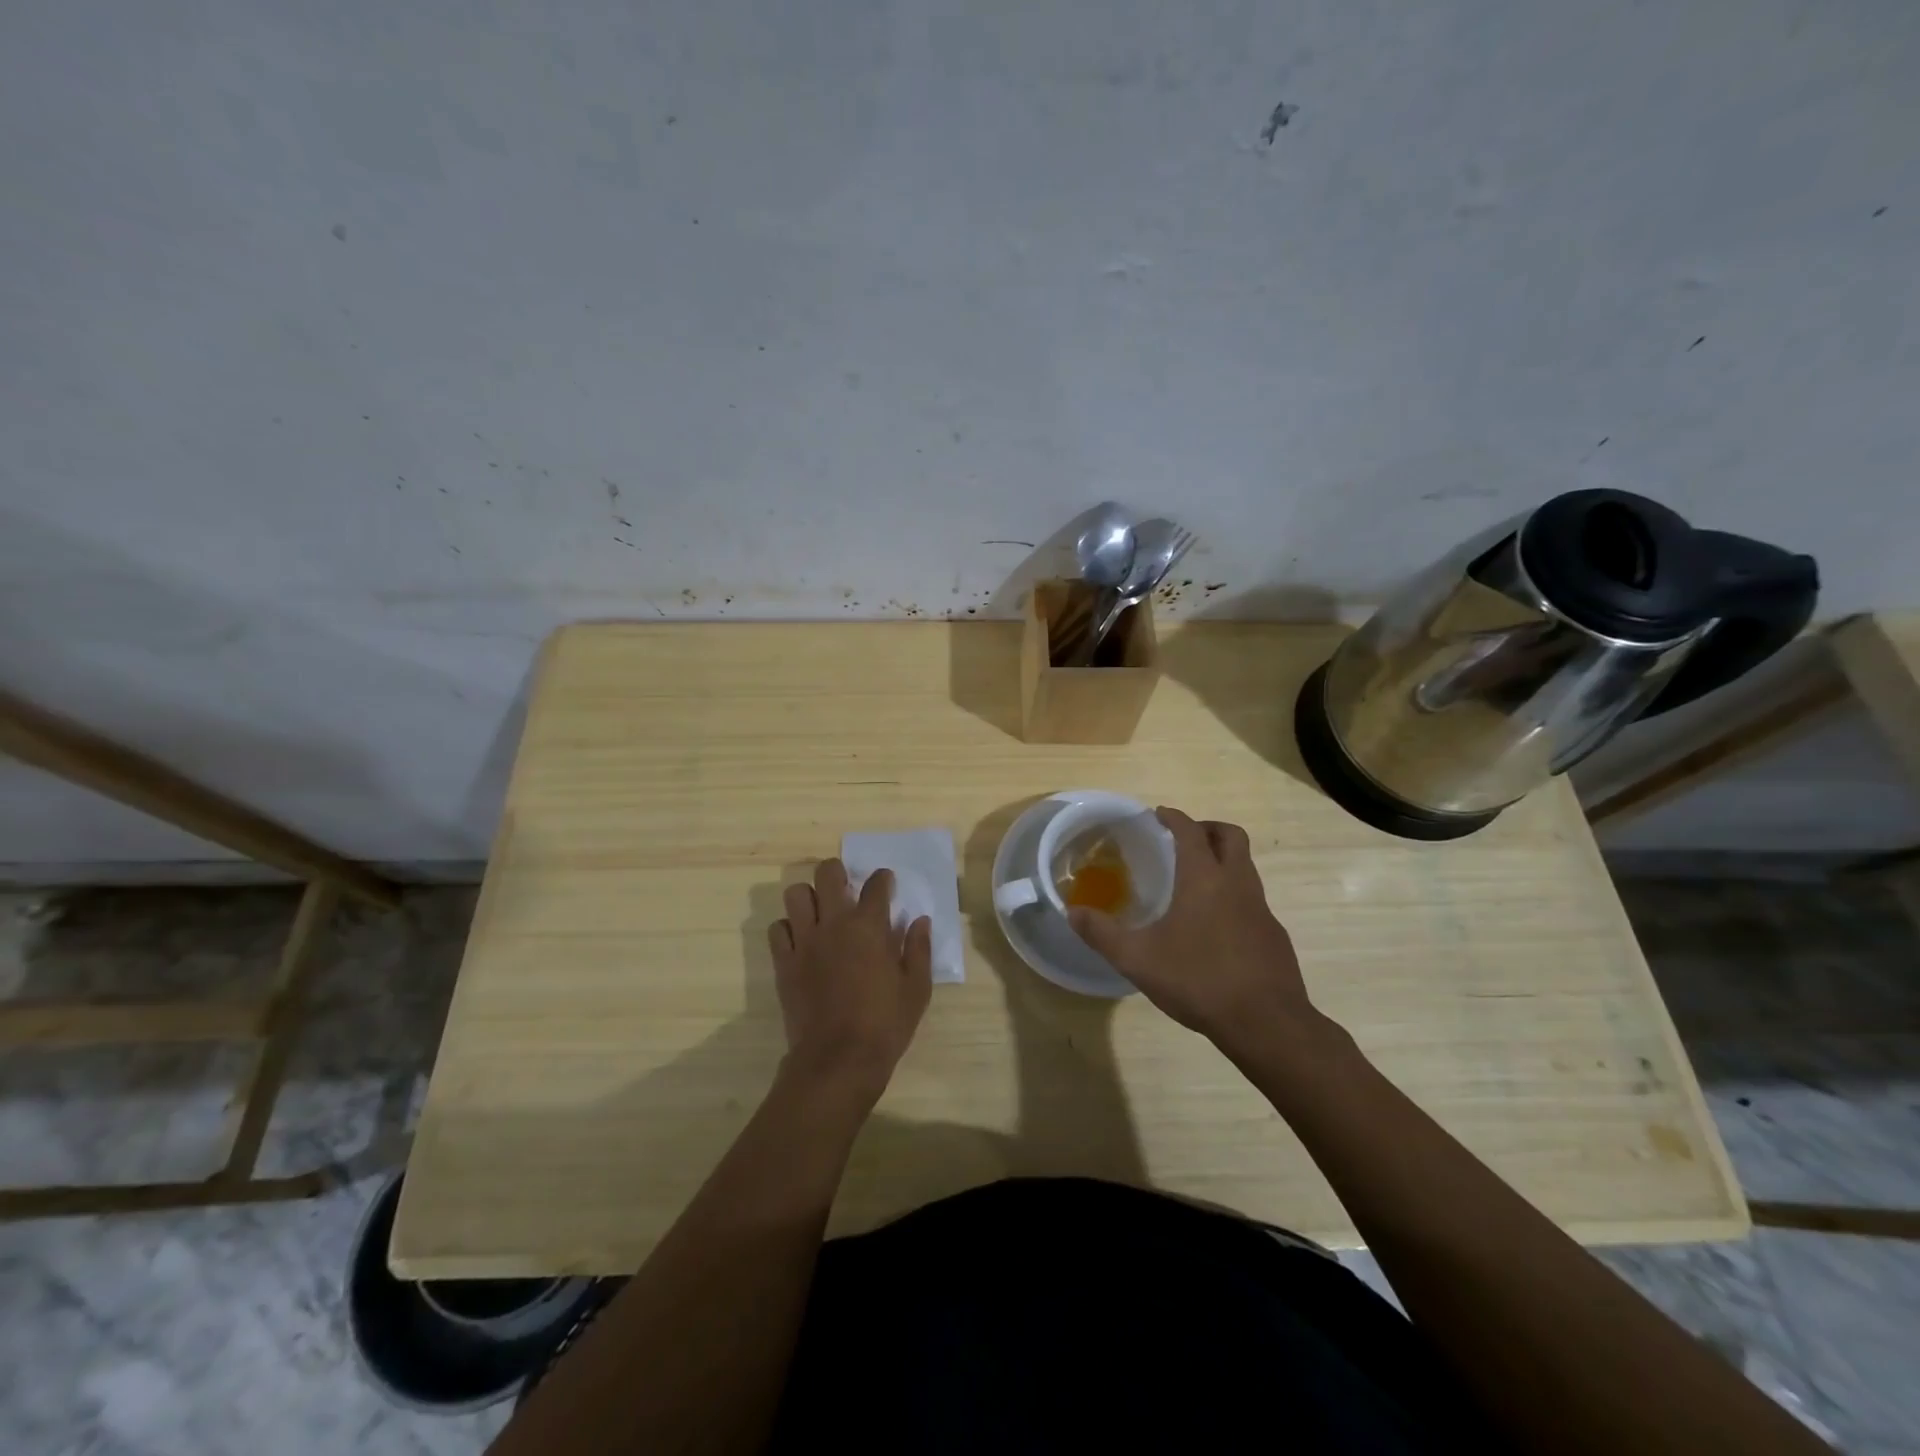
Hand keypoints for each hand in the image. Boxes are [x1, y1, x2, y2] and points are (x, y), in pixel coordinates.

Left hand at [768, 859, 931, 1105]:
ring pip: (796, 894)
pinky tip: (801, 939)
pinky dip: (788, 927)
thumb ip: (919, 950)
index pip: (876, 885)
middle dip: (837, 872)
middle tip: (846, 888)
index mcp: (870, 927)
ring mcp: (805, 941)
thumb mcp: (917, 989)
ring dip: (808, 896)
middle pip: (827, 874)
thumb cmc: (885, 1025)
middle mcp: (834, 924)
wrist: (838, 1060)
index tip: (885, 884)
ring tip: (819, 911)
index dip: (882, 879)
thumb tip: (919, 921)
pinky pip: (778, 929)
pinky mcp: (784, 962)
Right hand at [1068, 808, 1317, 1054]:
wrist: (1266, 1024)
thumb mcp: (1138, 959)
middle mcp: (1237, 884)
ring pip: (1245, 868)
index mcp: (1204, 879)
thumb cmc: (1198, 980)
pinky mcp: (1274, 936)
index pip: (1191, 831)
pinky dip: (1233, 896)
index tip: (1160, 814)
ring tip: (1195, 883)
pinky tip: (1215, 927)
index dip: (1175, 818)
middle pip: (1231, 836)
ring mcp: (1262, 910)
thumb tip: (1072, 912)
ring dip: (1223, 862)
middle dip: (1208, 829)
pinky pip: (1252, 900)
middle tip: (1184, 839)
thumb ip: (1102, 933)